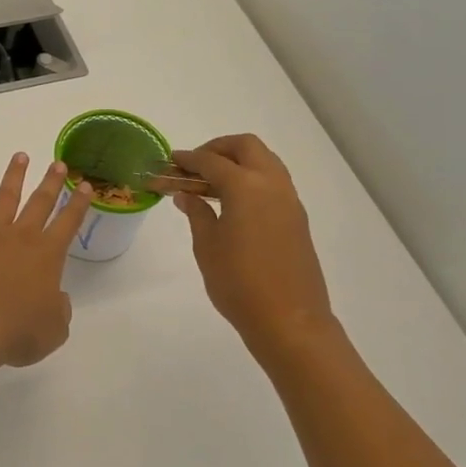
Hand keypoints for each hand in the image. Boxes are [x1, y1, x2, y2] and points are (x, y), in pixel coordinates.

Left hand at [0, 153, 91, 367]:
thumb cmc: (17, 332)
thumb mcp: (53, 330)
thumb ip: (60, 311)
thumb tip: (55, 298)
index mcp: (47, 255)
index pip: (68, 222)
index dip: (79, 204)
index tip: (85, 185)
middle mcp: (20, 238)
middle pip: (39, 203)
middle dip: (51, 182)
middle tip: (58, 163)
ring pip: (3, 200)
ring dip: (13, 178)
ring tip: (20, 157)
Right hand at [171, 135, 339, 349]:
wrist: (289, 320)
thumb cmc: (239, 283)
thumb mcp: (207, 246)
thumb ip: (197, 213)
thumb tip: (187, 195)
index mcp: (246, 187)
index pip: (211, 161)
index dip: (187, 159)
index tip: (168, 162)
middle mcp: (272, 184)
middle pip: (246, 147)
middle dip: (217, 149)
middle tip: (194, 167)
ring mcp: (289, 200)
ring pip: (264, 161)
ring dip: (237, 162)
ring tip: (210, 184)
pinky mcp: (296, 218)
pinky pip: (273, 182)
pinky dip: (251, 179)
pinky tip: (232, 203)